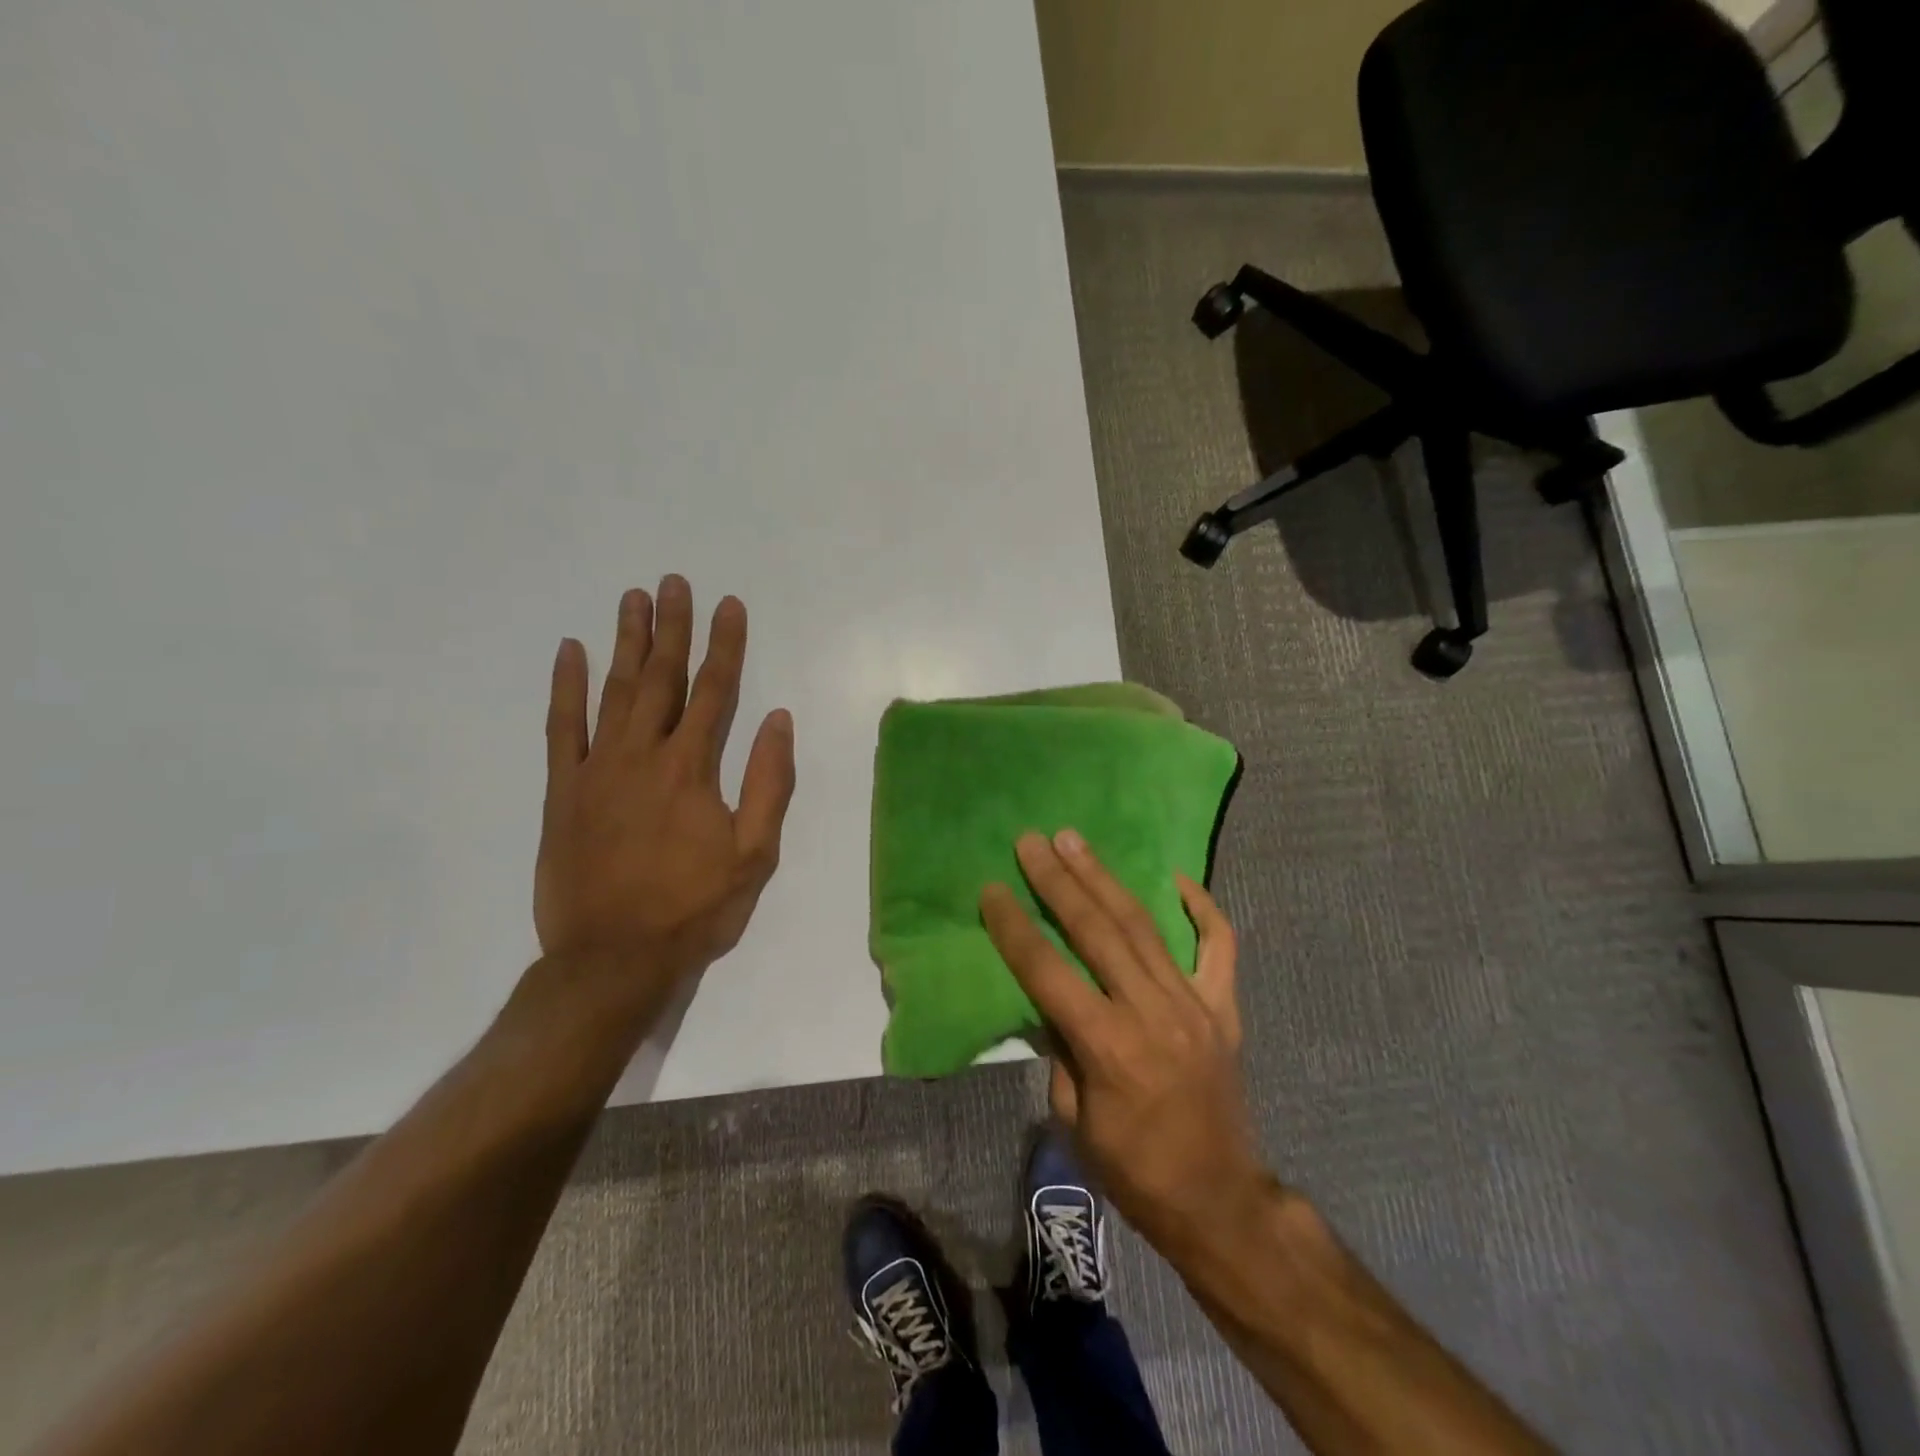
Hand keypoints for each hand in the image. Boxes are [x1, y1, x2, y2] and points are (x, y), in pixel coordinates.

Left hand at [534, 578, 795, 1009]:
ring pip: (614, 690)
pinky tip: (571, 651)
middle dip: (673, 627)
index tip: (729, 604)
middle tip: (674, 582)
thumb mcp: (754, 853)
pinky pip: (561, 727)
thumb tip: (777, 719)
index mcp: (693, 768)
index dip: (726, 645)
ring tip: (633, 599)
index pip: (715, 691)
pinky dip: (565, 687)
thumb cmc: (693, 908)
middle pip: (662, 677)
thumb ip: (768, 782)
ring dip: (626, 641)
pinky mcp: (562, 790)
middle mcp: (643, 754)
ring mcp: (596, 768)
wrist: (611, 959)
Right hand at [981, 831, 1267, 1258]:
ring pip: (1143, 926)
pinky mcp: (1224, 1007)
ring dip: (1105, 879)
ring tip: (1075, 841)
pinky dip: (1202, 908)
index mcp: (1109, 1047)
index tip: (993, 889)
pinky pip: (1219, 946)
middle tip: (1033, 842)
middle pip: (1097, 931)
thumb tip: (1049, 997)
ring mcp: (1195, 1004)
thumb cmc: (1133, 1170)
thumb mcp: (1072, 1119)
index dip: (1015, 927)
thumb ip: (1060, 1047)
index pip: (1048, 971)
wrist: (1218, 1199)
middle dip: (1058, 881)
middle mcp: (1152, 1012)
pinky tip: (1177, 878)